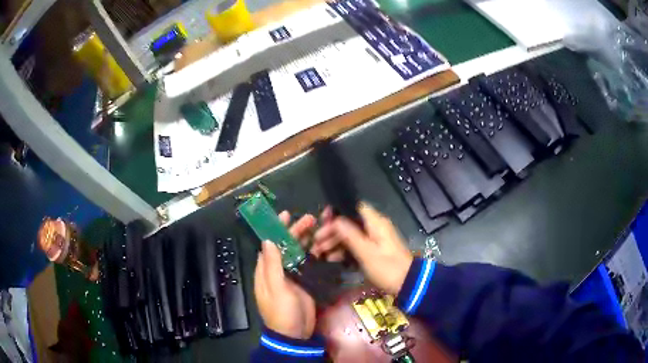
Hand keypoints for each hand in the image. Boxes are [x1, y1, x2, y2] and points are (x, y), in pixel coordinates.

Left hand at [254, 212, 316, 338]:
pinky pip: (308, 263)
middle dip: (296, 231)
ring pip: (298, 253)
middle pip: (286, 246)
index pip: (270, 244)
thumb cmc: (282, 313)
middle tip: (310, 219)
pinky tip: (324, 246)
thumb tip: (268, 240)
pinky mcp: (304, 282)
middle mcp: (277, 270)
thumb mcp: (276, 289)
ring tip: (319, 228)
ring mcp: (291, 276)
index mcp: (265, 270)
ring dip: (307, 240)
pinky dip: (315, 254)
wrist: (295, 334)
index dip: (277, 229)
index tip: (286, 214)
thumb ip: (272, 265)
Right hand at [313, 203, 412, 294]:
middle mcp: (375, 227)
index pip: (354, 208)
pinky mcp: (374, 251)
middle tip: (316, 243)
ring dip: (335, 243)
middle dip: (332, 232)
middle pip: (350, 223)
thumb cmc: (387, 268)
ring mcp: (375, 239)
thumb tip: (336, 219)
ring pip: (351, 235)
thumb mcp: (367, 252)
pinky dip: (344, 251)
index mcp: (376, 223)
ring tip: (320, 254)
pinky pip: (356, 246)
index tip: (322, 221)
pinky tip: (332, 260)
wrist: (407, 284)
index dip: (337, 212)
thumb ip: (350, 235)